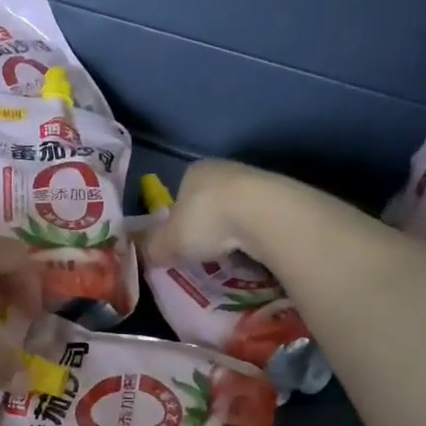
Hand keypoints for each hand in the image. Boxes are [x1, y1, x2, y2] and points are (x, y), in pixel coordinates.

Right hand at [145, 159, 280, 266]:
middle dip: (207, 226)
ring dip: (233, 231)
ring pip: (237, 210)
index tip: (181, 243)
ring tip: (232, 256)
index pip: (180, 194)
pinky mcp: (280, 196)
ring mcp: (255, 180)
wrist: (263, 214)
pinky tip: (254, 252)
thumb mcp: (168, 241)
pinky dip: (255, 236)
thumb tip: (145, 253)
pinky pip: (260, 220)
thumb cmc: (206, 221)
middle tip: (206, 253)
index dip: (178, 220)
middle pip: (210, 201)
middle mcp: (223, 169)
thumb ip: (153, 247)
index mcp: (193, 172)